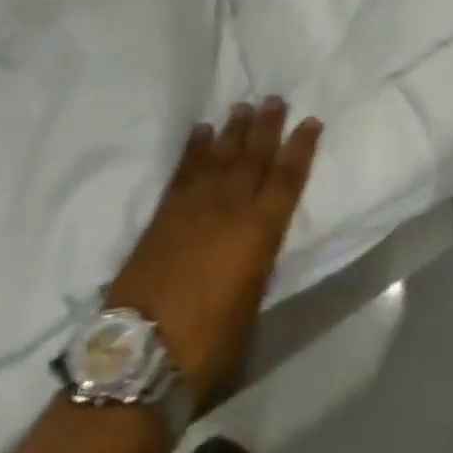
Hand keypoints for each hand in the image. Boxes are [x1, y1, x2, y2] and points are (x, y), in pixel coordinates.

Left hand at [105, 100, 319, 408]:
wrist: (141, 353)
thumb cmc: (209, 343)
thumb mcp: (250, 306)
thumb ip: (257, 264)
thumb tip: (257, 244)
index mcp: (259, 233)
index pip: (287, 179)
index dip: (301, 148)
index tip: (311, 122)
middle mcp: (230, 209)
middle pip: (253, 157)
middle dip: (267, 127)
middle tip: (275, 99)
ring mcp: (193, 207)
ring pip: (220, 156)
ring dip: (233, 130)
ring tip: (243, 107)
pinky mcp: (163, 214)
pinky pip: (184, 170)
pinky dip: (194, 149)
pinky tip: (201, 132)